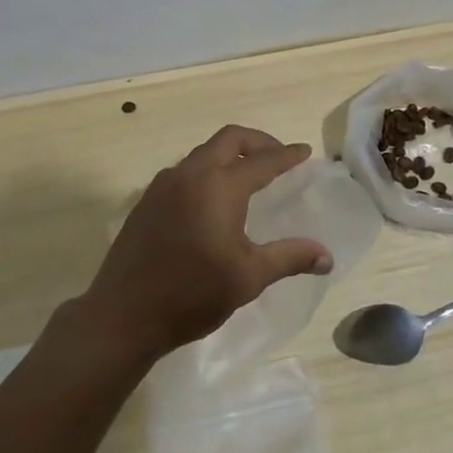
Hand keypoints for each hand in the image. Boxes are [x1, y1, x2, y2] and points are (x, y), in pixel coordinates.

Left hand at [79, 126, 330, 363]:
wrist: (124, 314)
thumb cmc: (193, 294)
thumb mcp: (248, 277)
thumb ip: (290, 258)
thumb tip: (327, 257)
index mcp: (220, 186)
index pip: (262, 161)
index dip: (287, 156)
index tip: (304, 152)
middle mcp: (192, 174)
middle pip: (230, 139)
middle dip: (258, 141)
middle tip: (278, 156)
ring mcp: (164, 184)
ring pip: (204, 151)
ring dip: (229, 153)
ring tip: (248, 173)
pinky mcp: (148, 199)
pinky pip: (185, 169)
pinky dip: (207, 168)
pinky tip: (212, 196)